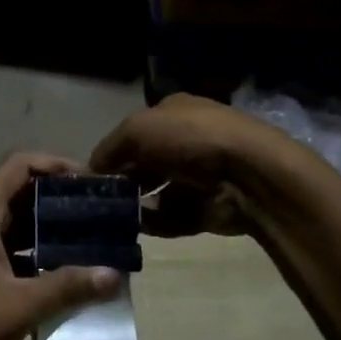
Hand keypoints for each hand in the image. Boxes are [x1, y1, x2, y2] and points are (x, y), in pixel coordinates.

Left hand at [0, 153, 124, 339]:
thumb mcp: (16, 308)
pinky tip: (69, 274)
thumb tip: (114, 273)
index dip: (54, 164)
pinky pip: (14, 249)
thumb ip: (65, 287)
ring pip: (19, 222)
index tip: (90, 180)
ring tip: (93, 240)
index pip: (18, 166)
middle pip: (21, 191)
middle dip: (60, 198)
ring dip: (52, 228)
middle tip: (100, 213)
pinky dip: (40, 254)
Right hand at [89, 95, 283, 236]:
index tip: (92, 176)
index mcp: (173, 112)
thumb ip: (109, 149)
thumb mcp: (137, 130)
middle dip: (125, 181)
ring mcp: (199, 174)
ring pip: (158, 193)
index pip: (135, 132)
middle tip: (101, 202)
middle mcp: (186, 140)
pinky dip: (157, 222)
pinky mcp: (209, 206)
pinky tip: (141, 227)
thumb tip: (91, 170)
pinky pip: (174, 216)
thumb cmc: (190, 139)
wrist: (249, 174)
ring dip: (137, 205)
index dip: (113, 151)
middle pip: (145, 163)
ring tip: (115, 219)